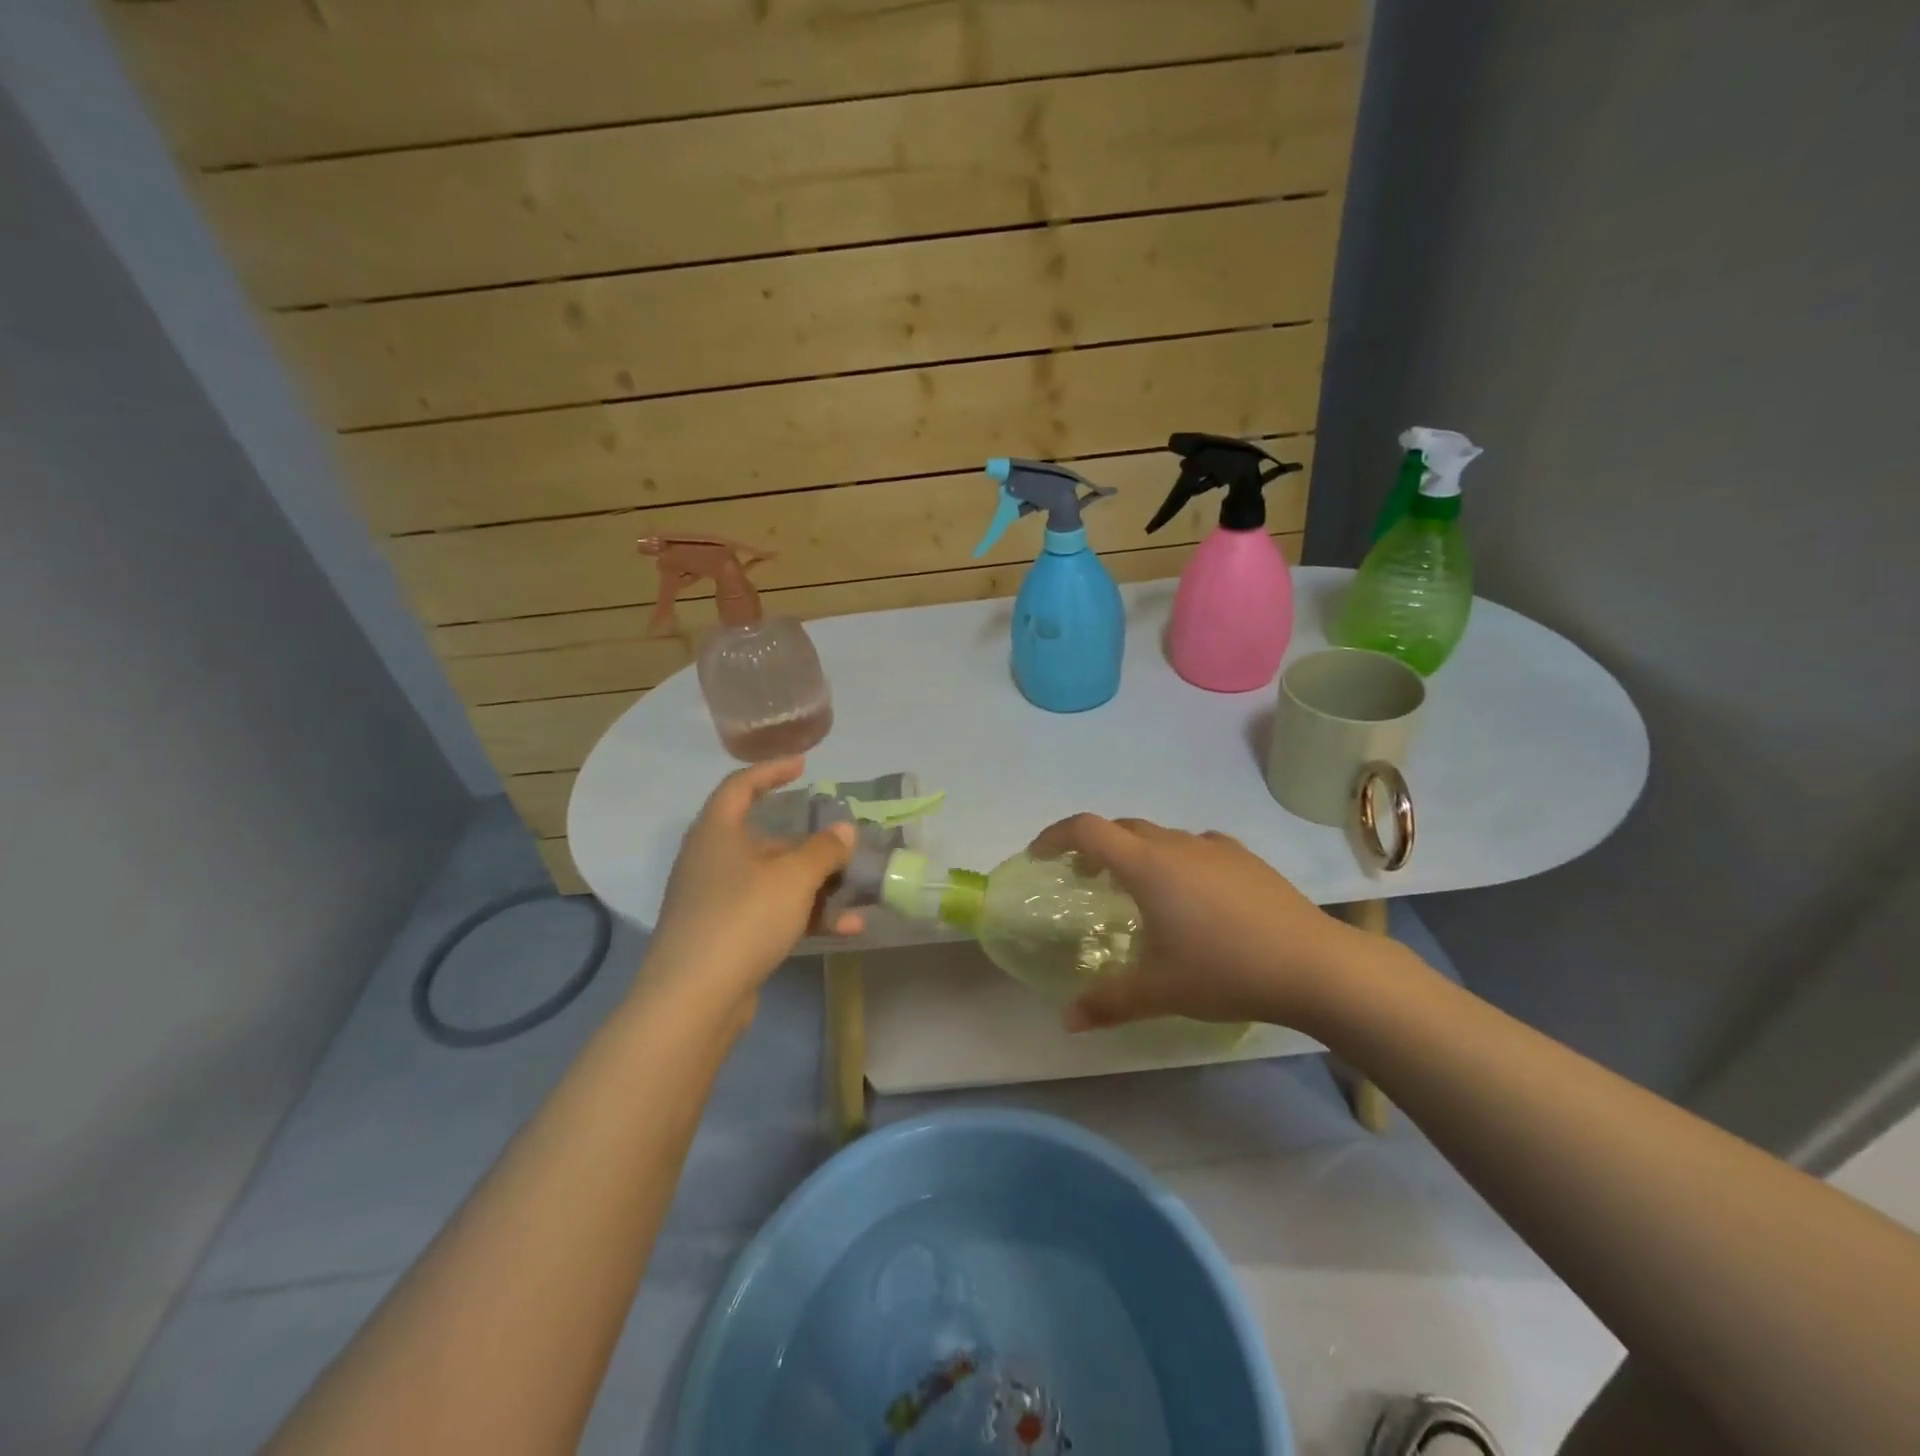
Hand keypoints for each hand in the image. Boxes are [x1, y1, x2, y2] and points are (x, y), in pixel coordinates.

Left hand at [642, 758, 861, 1025]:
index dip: (772, 771)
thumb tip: (844, 830)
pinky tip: (844, 930)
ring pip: (772, 881)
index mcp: (717, 832)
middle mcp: (711, 860)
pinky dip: (803, 916)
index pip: (740, 786)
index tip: (804, 766)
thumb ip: (824, 849)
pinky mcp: (723, 935)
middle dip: (809, 845)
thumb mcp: (794, 877)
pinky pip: (769, 913)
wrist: (693, 998)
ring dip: (815, 887)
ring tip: (856, 897)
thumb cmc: (743, 917)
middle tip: (843, 848)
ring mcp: (715, 900)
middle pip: (764, 839)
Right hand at [1028, 815, 1362, 1031]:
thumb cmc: (1226, 971)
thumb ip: (1107, 1002)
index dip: (1055, 836)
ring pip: (1160, 837)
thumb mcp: (1160, 991)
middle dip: (1094, 847)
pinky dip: (1175, 860)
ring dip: (1136, 854)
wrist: (1315, 965)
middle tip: (1084, 880)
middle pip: (1121, 829)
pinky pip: (1195, 848)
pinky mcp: (1246, 859)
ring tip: (1137, 893)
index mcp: (1147, 866)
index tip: (1040, 857)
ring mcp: (1215, 848)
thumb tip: (1067, 1021)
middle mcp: (1176, 845)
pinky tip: (1191, 896)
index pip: (1087, 830)